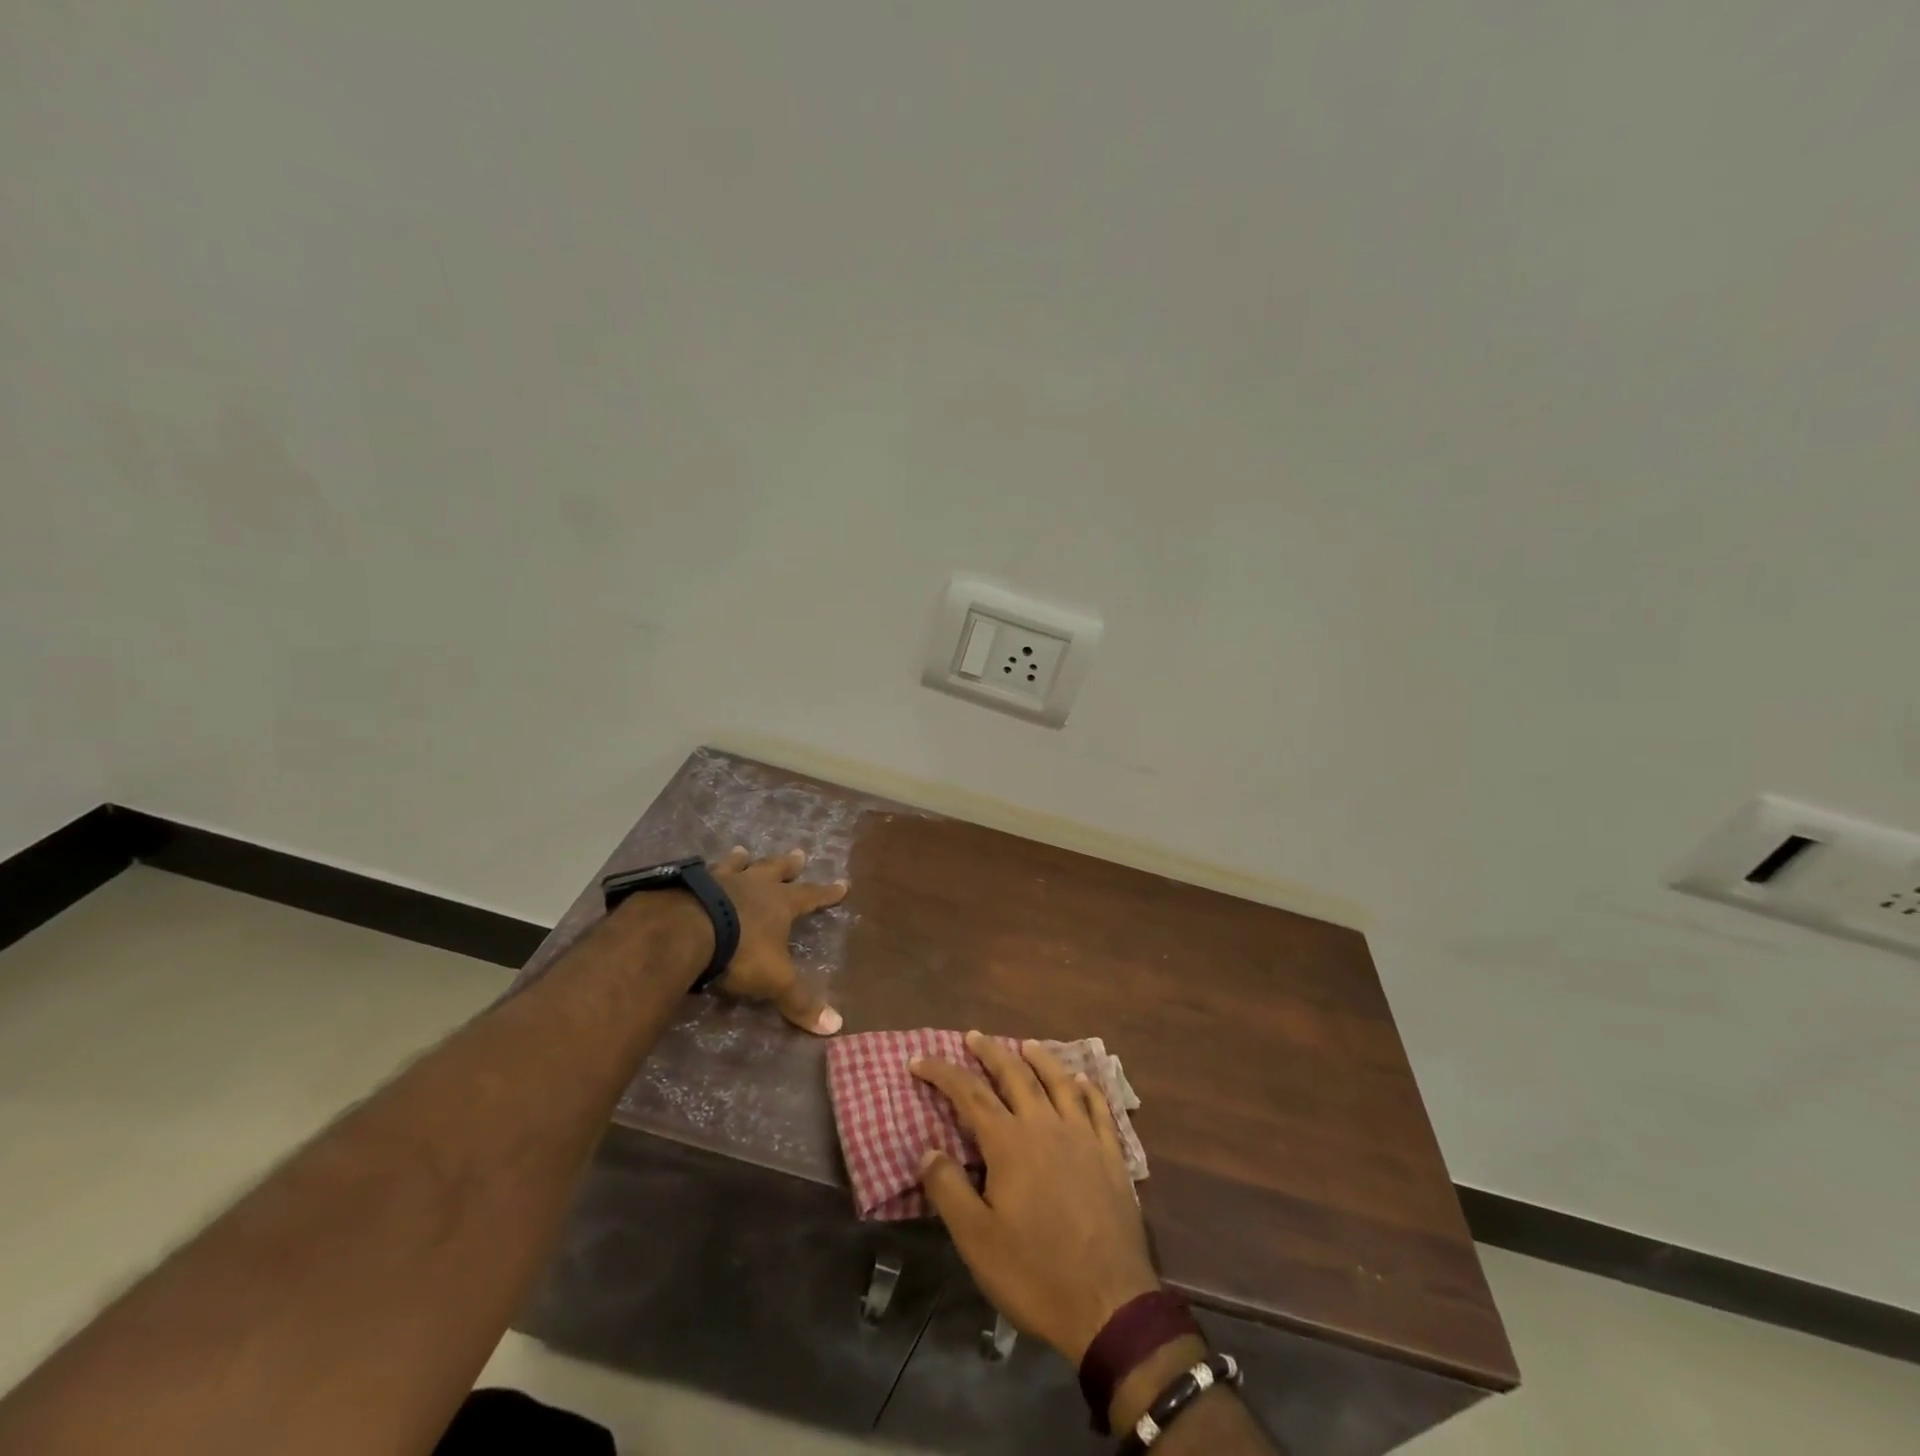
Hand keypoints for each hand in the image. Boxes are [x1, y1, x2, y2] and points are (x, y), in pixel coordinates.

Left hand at [706, 846, 847, 1035]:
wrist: (684, 930)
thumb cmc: (739, 952)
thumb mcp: (775, 980)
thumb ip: (800, 1001)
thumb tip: (837, 1026)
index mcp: (779, 904)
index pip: (811, 896)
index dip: (827, 893)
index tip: (842, 884)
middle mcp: (753, 885)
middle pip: (775, 870)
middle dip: (788, 865)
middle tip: (799, 853)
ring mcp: (719, 880)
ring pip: (737, 865)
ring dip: (742, 860)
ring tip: (743, 850)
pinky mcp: (688, 884)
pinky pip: (700, 872)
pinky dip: (702, 871)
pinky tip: (695, 869)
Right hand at [910, 1032, 1159, 1361]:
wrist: (1109, 1305)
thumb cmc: (1035, 1273)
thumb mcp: (976, 1240)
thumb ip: (948, 1189)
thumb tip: (927, 1149)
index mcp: (1010, 1143)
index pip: (969, 1093)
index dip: (942, 1072)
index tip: (919, 1060)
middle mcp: (1046, 1126)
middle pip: (1015, 1075)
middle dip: (990, 1052)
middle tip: (973, 1036)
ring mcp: (1083, 1138)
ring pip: (1059, 1083)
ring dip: (1040, 1058)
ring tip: (1026, 1044)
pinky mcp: (1111, 1156)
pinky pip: (1098, 1109)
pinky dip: (1087, 1089)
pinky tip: (1082, 1081)